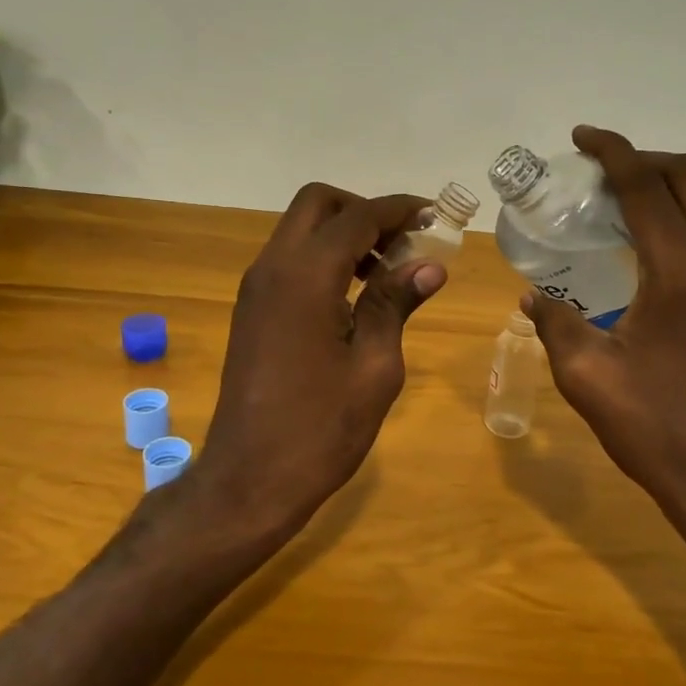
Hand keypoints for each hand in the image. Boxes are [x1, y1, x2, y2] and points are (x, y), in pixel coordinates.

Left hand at [196, 183, 445, 542]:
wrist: (250, 480)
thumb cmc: (321, 429)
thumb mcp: (374, 367)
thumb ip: (395, 304)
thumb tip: (429, 265)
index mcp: (305, 277)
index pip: (358, 217)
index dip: (400, 209)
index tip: (435, 216)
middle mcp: (272, 269)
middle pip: (318, 205)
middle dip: (364, 211)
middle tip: (404, 243)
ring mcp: (255, 289)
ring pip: (300, 231)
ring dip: (343, 234)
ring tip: (387, 271)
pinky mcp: (251, 311)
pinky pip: (289, 261)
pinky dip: (323, 259)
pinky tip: (355, 296)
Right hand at [522, 126, 685, 536]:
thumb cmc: (653, 426)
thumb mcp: (586, 374)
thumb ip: (555, 322)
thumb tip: (533, 295)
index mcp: (684, 271)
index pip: (646, 185)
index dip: (611, 151)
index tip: (581, 137)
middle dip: (644, 159)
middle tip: (601, 170)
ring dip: (672, 189)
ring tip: (628, 206)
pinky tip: (665, 251)